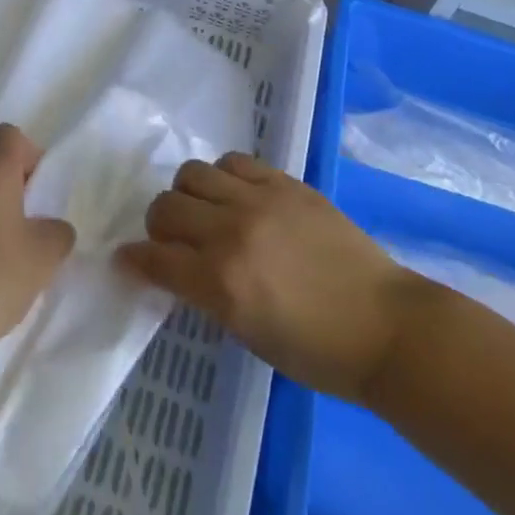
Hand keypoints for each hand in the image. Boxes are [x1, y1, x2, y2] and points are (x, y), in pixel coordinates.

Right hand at [118, 154, 418, 403]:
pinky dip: (224, 177)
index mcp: (220, 283)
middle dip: (158, 226)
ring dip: (188, 195)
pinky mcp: (286, 183)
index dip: (133, 259)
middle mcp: (232, 233)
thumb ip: (207, 295)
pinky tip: (236, 196)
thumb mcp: (248, 334)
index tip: (128, 260)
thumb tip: (178, 270)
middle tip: (172, 241)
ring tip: (205, 212)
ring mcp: (260, 201)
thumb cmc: (317, 352)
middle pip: (166, 207)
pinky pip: (235, 162)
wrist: (385, 326)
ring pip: (193, 173)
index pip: (154, 258)